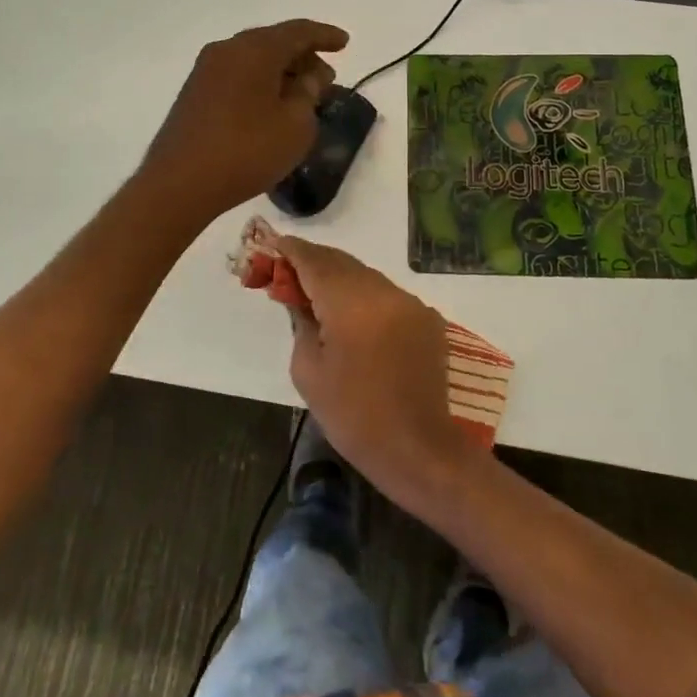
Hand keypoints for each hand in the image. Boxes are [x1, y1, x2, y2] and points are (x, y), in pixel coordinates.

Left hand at [139, 20, 348, 221]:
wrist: (180, 183)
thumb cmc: (247, 150)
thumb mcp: (296, 126)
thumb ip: (308, 94)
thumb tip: (307, 77)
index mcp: (256, 49)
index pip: (298, 31)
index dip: (325, 36)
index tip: (345, 43)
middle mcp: (228, 50)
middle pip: (273, 41)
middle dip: (303, 56)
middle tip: (326, 79)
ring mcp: (206, 70)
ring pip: (254, 59)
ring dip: (281, 71)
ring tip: (302, 95)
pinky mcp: (194, 92)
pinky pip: (237, 75)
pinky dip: (260, 82)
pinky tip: (271, 106)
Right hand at [278, 237, 472, 504]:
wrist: (418, 449)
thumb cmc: (353, 415)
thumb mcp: (309, 369)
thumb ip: (300, 322)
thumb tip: (298, 298)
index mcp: (351, 302)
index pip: (314, 260)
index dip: (289, 251)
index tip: (269, 248)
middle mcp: (385, 291)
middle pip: (341, 263)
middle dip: (312, 264)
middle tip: (285, 276)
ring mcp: (411, 303)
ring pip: (366, 278)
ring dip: (339, 281)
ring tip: (316, 299)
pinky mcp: (427, 319)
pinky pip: (387, 297)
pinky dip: (365, 299)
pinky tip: (353, 321)